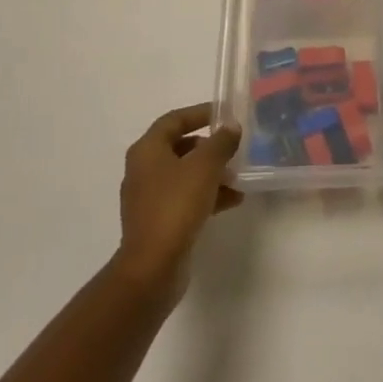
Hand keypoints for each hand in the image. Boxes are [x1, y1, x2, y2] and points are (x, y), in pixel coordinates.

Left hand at [113, 104, 243, 301]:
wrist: (152, 268)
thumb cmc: (176, 206)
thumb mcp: (205, 167)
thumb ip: (221, 142)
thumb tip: (231, 127)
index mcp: (147, 150)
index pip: (174, 119)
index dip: (199, 113)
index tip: (224, 114)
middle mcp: (143, 170)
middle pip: (180, 147)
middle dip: (209, 147)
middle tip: (233, 147)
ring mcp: (149, 198)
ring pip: (185, 175)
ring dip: (211, 173)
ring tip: (239, 177)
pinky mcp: (158, 222)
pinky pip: (185, 198)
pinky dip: (207, 195)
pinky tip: (233, 200)